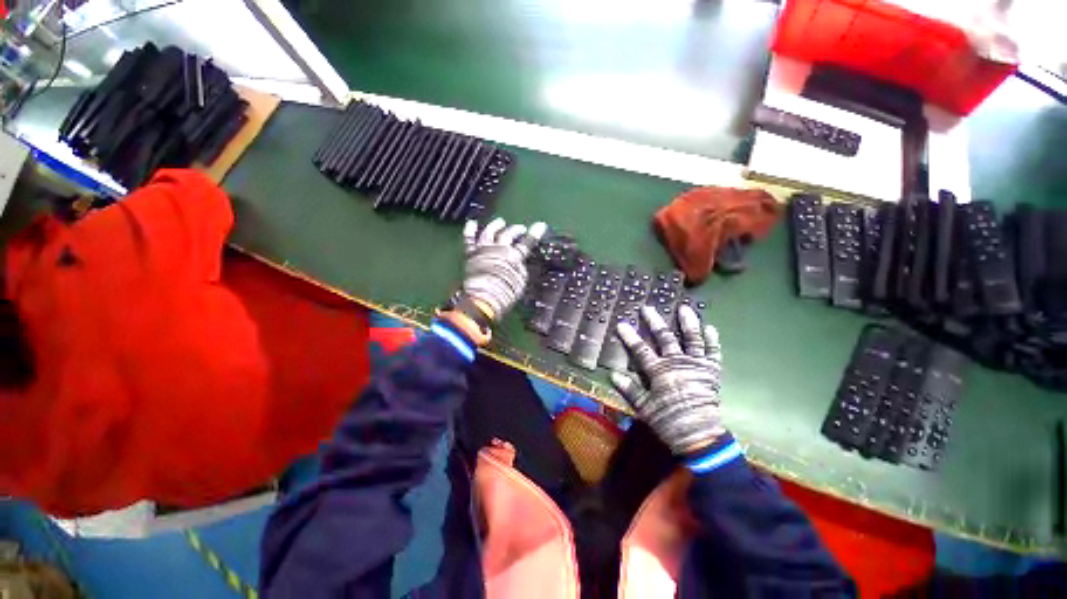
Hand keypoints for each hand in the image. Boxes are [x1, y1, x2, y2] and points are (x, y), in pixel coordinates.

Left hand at [461, 218, 545, 320]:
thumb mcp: (520, 282)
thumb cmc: (506, 293)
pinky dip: (470, 230)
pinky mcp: (471, 254)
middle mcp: (500, 249)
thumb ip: (520, 269)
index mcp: (514, 256)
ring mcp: (484, 250)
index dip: (534, 234)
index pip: (527, 243)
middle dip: (516, 229)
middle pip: (508, 234)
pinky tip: (471, 222)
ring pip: (490, 232)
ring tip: (500, 221)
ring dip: (496, 225)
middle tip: (520, 228)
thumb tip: (518, 262)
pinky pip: (469, 239)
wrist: (484, 298)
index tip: (540, 225)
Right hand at [611, 304, 724, 456]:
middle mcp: (678, 363)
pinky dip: (712, 340)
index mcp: (660, 371)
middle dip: (654, 321)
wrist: (701, 437)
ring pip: (692, 339)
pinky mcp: (712, 371)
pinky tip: (710, 328)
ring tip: (684, 307)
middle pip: (665, 337)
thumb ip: (629, 390)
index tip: (622, 323)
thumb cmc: (669, 421)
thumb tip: (613, 375)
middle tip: (647, 307)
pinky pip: (713, 352)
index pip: (641, 349)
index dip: (630, 336)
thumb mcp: (644, 408)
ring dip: (688, 322)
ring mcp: (697, 365)